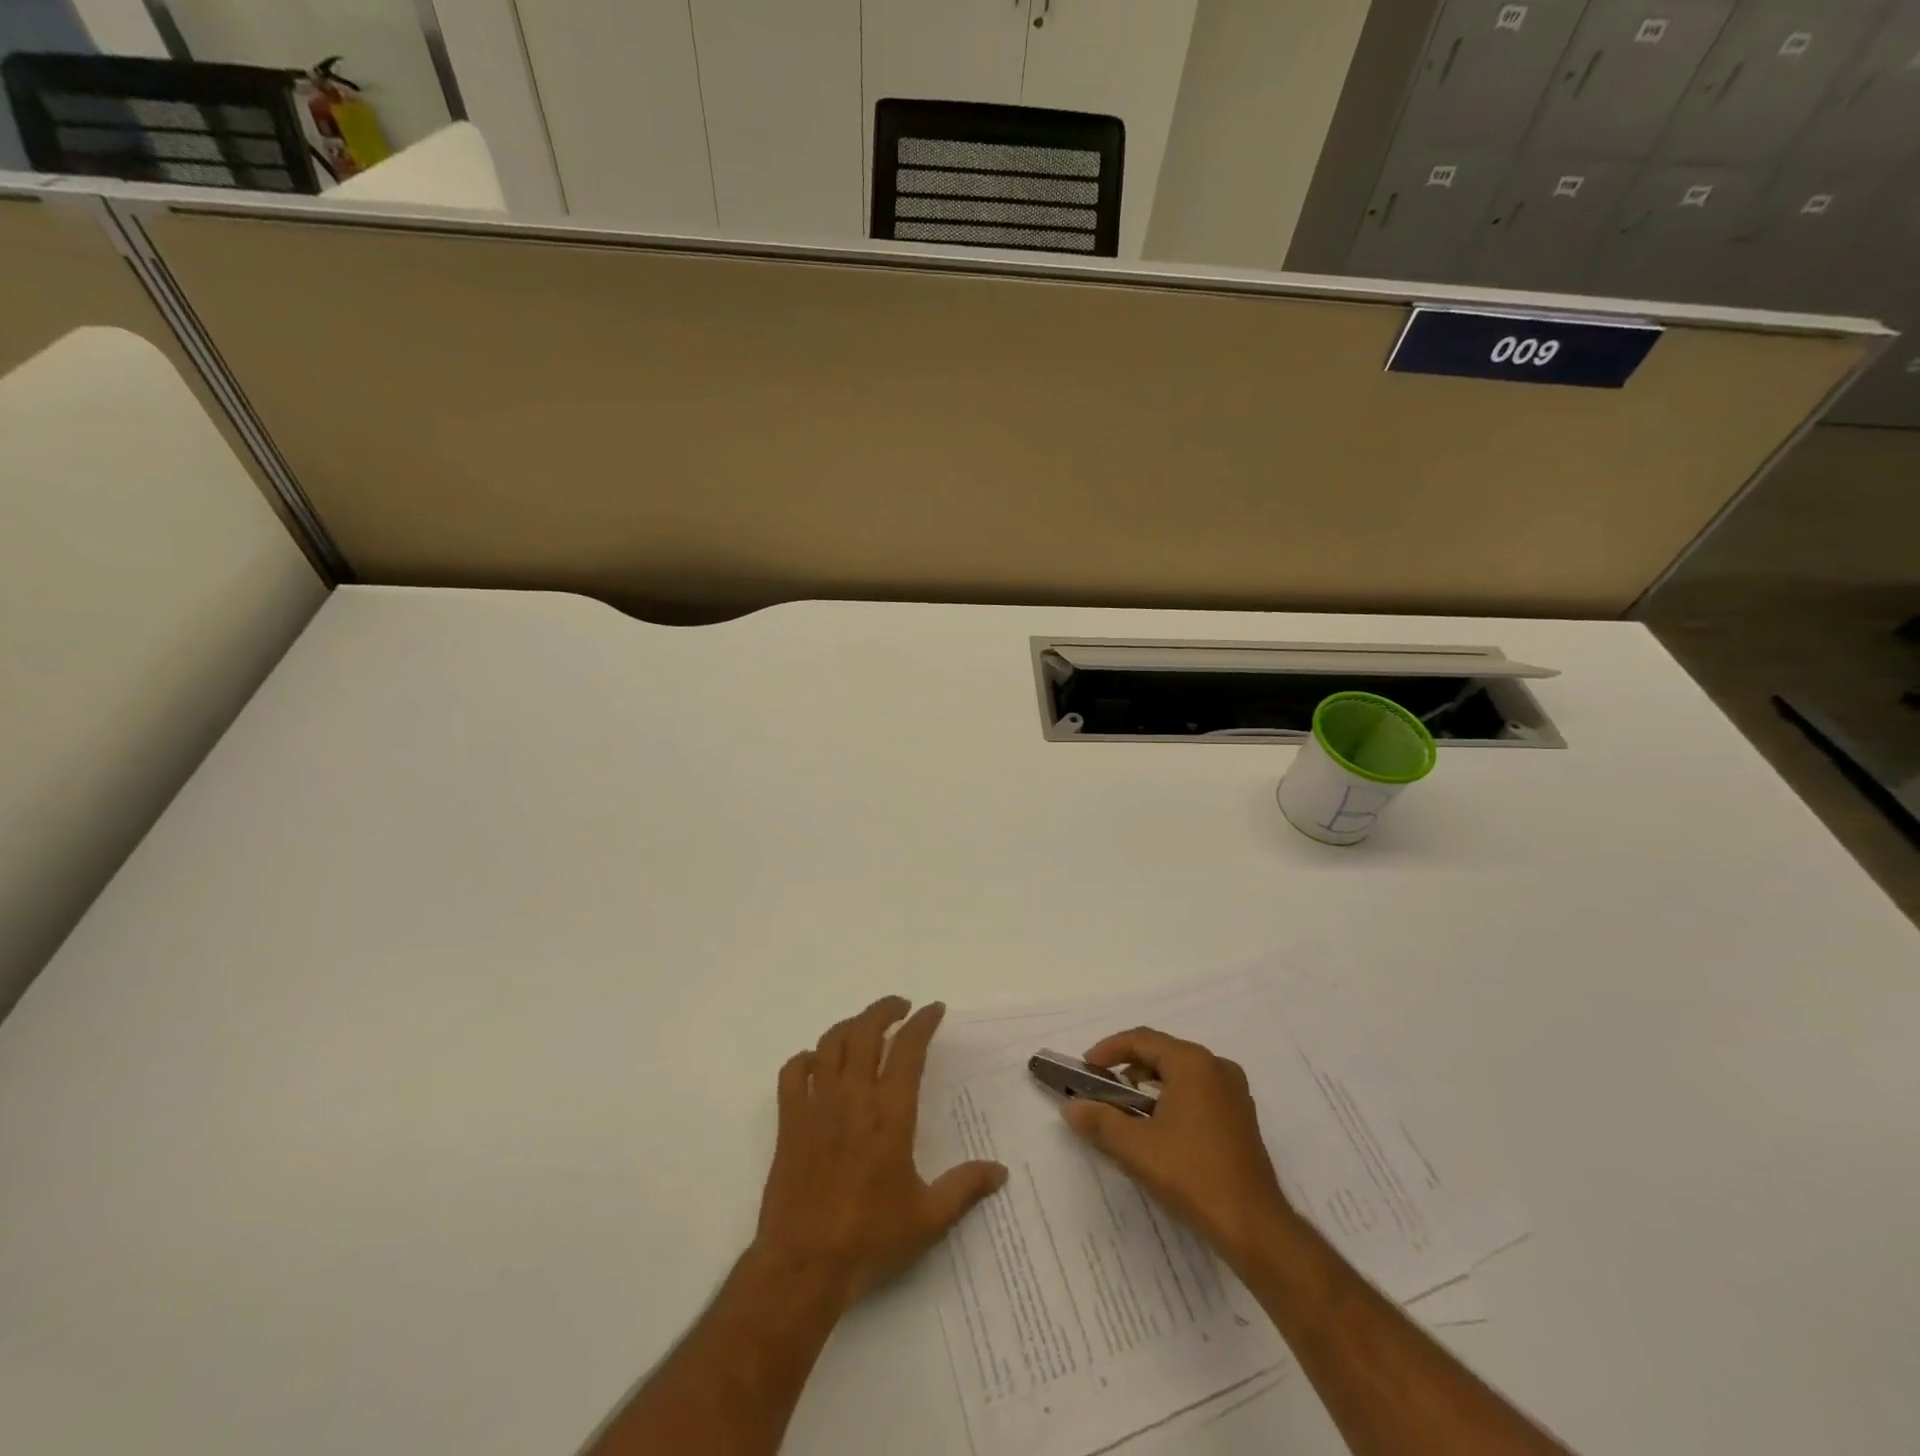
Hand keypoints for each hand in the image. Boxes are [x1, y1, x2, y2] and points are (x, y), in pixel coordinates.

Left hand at [752, 996, 1007, 1308]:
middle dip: (885, 1009)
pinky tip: (818, 1064)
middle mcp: (853, 1098)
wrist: (803, 1266)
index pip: (908, 1050)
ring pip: (830, 1043)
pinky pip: (792, 1072)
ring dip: (850, 1026)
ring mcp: (817, 1106)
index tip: (934, 1010)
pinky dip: (806, 1058)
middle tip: (901, 1006)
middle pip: (865, 1031)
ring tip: (865, 1028)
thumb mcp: (928, 1219)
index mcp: (890, 1115)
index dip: (923, 1023)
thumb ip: (965, 1188)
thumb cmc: (869, 1240)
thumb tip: (1001, 1171)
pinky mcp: (789, 1122)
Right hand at [1061, 1026, 1293, 1267]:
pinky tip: (1157, 1127)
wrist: (1254, 1226)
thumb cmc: (1192, 1175)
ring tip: (1125, 1108)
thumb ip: (1100, 1121)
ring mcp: (1234, 1092)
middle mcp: (1216, 1067)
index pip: (1141, 1040)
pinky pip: (1198, 1091)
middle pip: (1162, 1053)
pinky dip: (1172, 1097)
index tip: (1086, 1069)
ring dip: (1149, 1084)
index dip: (1108, 1050)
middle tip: (1102, 1088)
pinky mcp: (1241, 1117)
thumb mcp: (1136, 1148)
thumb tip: (1070, 1107)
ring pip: (1181, 1073)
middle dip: (1128, 1067)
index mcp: (1193, 1063)